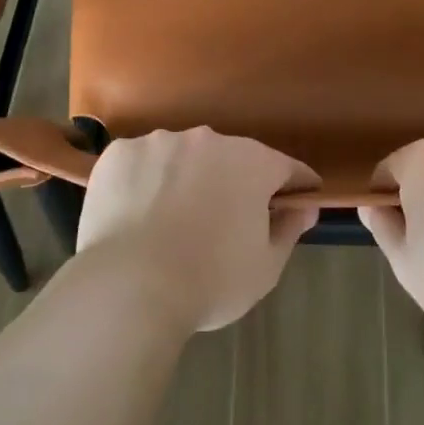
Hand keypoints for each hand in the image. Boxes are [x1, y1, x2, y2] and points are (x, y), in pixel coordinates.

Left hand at [76, 128, 318, 331]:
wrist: (129, 285)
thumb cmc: (210, 280)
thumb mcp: (265, 267)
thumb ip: (288, 229)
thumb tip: (304, 207)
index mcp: (250, 162)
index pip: (285, 167)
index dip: (295, 185)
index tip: (297, 199)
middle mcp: (206, 139)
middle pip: (229, 158)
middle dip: (233, 182)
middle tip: (225, 220)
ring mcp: (158, 142)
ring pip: (181, 157)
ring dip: (185, 178)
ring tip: (172, 219)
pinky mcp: (119, 153)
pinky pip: (141, 164)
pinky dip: (144, 181)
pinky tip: (137, 213)